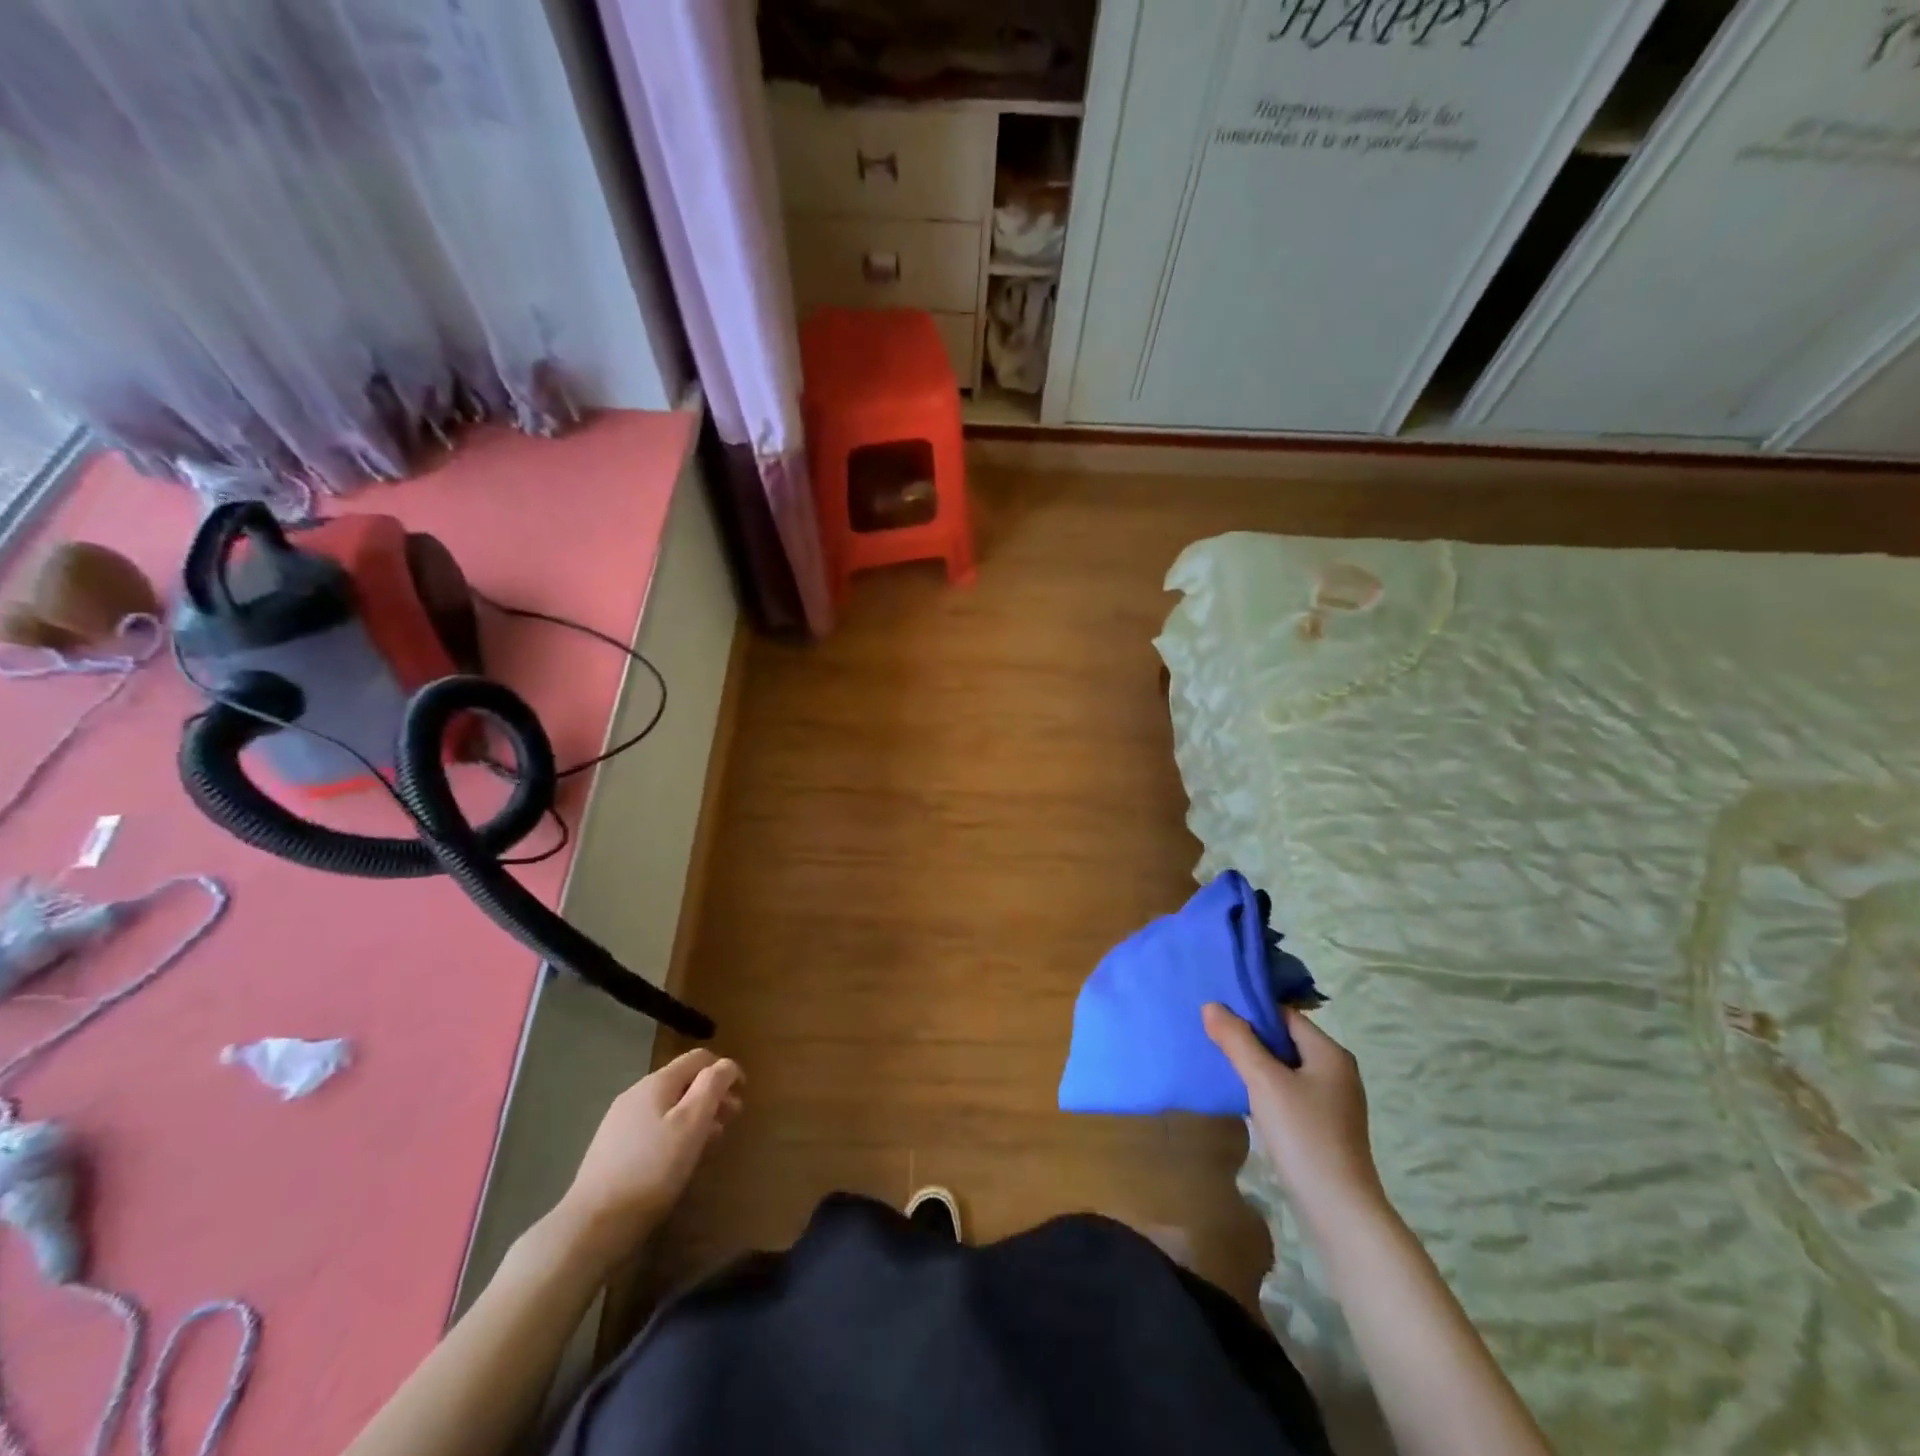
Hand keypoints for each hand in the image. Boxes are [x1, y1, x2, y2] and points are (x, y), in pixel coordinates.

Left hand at [555, 1049, 742, 1267]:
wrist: (591, 1225)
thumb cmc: (651, 1169)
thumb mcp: (691, 1124)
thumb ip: (712, 1087)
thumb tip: (726, 1064)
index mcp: (656, 1082)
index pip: (698, 1058)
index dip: (725, 1070)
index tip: (743, 1093)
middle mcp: (636, 1094)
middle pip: (683, 1082)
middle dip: (712, 1095)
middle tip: (732, 1121)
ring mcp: (620, 1122)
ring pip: (668, 1107)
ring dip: (696, 1116)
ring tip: (711, 1143)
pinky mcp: (611, 1149)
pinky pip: (653, 1128)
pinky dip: (675, 1133)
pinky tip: (680, 1159)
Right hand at [1203, 1003, 1385, 1232]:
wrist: (1339, 1211)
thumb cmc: (1304, 1136)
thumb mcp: (1264, 1082)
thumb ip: (1237, 1041)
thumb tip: (1211, 1005)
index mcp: (1330, 1053)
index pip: (1285, 1015)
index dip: (1251, 1010)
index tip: (1217, 1013)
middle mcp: (1336, 1071)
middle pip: (1285, 1040)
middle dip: (1250, 1037)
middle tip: (1212, 1035)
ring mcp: (1333, 1101)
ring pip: (1286, 1068)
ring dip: (1256, 1063)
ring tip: (1221, 1062)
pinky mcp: (1325, 1126)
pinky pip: (1290, 1092)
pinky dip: (1267, 1088)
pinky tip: (1244, 1096)